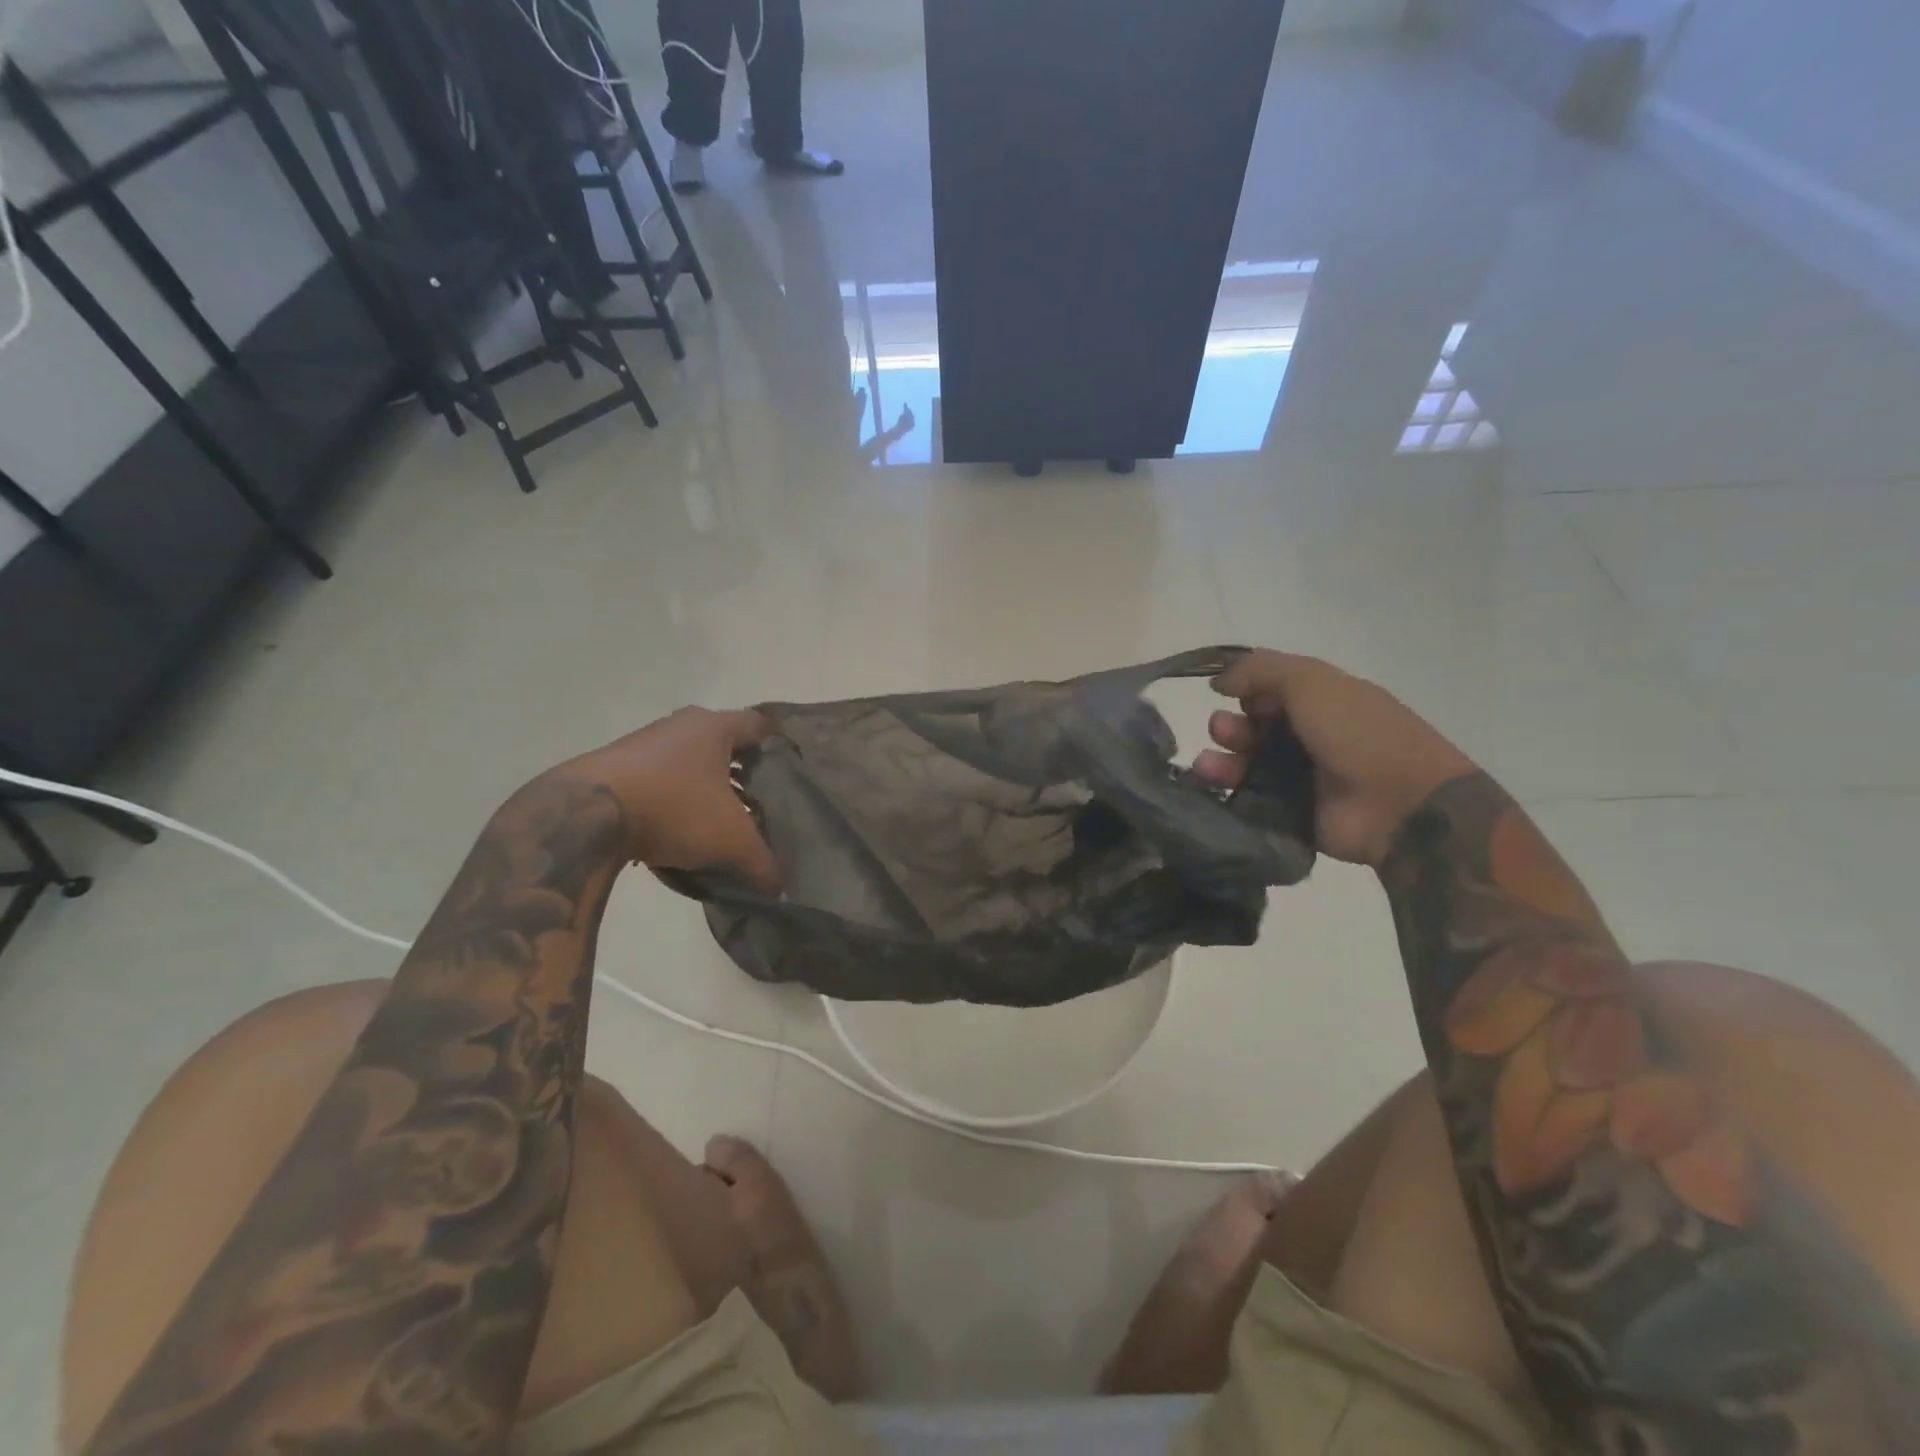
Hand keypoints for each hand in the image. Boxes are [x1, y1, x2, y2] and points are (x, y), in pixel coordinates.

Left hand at [558, 707, 780, 892]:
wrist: (585, 814)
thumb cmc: (674, 808)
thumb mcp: (731, 840)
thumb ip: (762, 863)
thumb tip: (781, 891)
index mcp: (714, 726)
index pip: (760, 725)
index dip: (779, 746)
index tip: (790, 772)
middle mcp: (681, 725)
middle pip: (725, 744)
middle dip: (744, 772)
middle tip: (761, 801)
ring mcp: (644, 743)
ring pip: (691, 762)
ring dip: (707, 787)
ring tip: (722, 821)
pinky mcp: (616, 767)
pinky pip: (661, 778)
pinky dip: (676, 799)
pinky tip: (679, 831)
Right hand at [1194, 651, 1475, 866]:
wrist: (1402, 805)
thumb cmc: (1359, 733)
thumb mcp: (1312, 681)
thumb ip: (1261, 670)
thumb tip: (1217, 680)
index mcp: (1321, 702)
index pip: (1269, 691)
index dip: (1246, 690)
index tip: (1229, 694)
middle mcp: (1309, 738)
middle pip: (1252, 728)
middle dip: (1229, 726)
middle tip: (1224, 733)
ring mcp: (1301, 779)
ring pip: (1245, 764)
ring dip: (1221, 758)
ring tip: (1208, 765)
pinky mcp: (1291, 815)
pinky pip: (1248, 800)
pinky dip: (1227, 792)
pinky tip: (1210, 785)